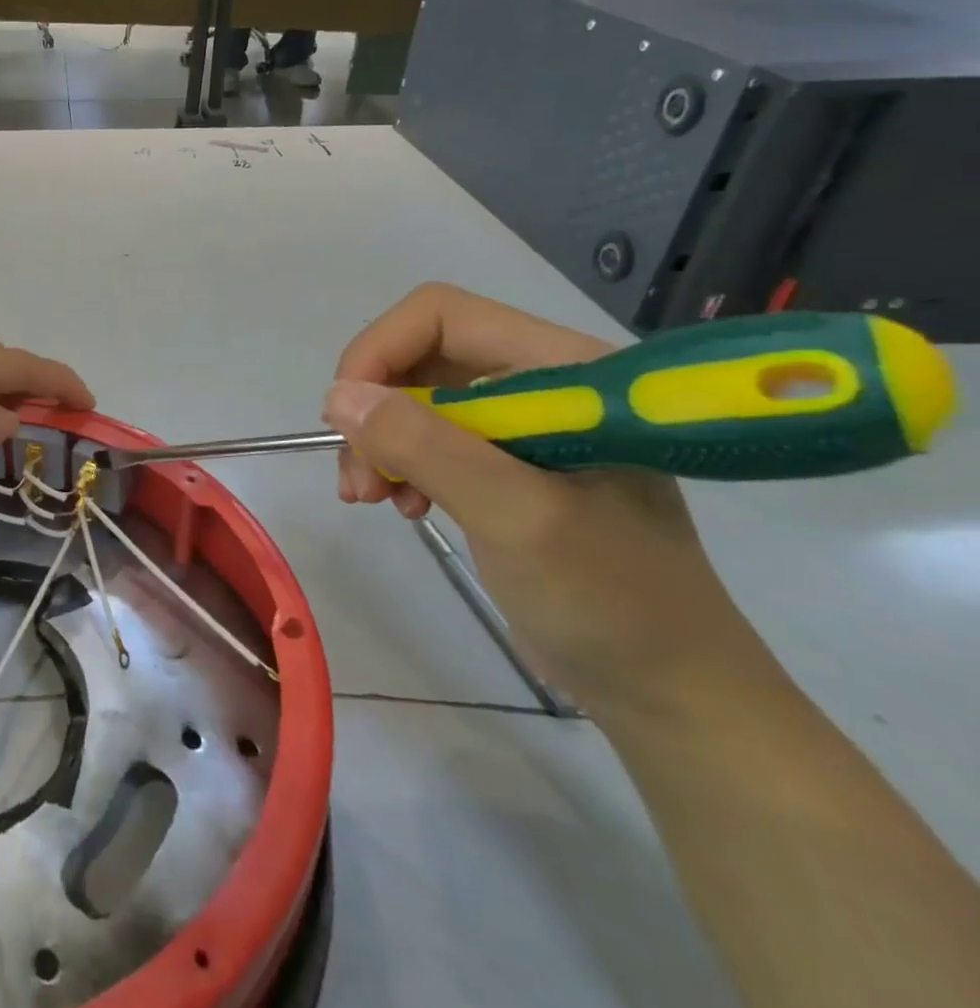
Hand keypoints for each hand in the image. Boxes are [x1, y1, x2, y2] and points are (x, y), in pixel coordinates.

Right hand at [322, 284, 768, 714]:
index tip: (348, 419)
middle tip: (358, 476)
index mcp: (563, 370)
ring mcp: (522, 426)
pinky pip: (427, 438)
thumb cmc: (612, 600)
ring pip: (414, 398)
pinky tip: (401, 506)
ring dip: (378, 442)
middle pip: (419, 355)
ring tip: (371, 498)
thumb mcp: (515, 516)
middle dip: (375, 409)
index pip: (442, 315)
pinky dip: (398, 465)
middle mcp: (540, 383)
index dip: (380, 351)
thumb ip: (427, 447)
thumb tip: (337, 397)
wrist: (670, 692)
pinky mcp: (506, 464)